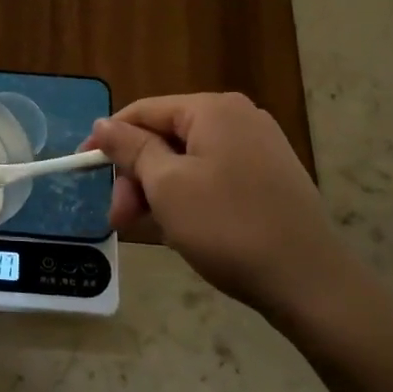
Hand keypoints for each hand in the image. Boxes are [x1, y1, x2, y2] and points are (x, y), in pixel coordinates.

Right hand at [85, 93, 370, 328]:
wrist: (310, 282)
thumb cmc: (228, 226)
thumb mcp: (167, 186)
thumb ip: (131, 148)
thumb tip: (103, 123)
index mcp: (213, 109)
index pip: (144, 111)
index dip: (108, 138)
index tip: (82, 168)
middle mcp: (238, 118)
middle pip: (166, 137)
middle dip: (136, 176)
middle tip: (119, 219)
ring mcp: (259, 148)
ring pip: (187, 161)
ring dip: (158, 192)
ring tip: (146, 230)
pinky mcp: (270, 178)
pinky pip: (213, 177)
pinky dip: (189, 198)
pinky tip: (179, 229)